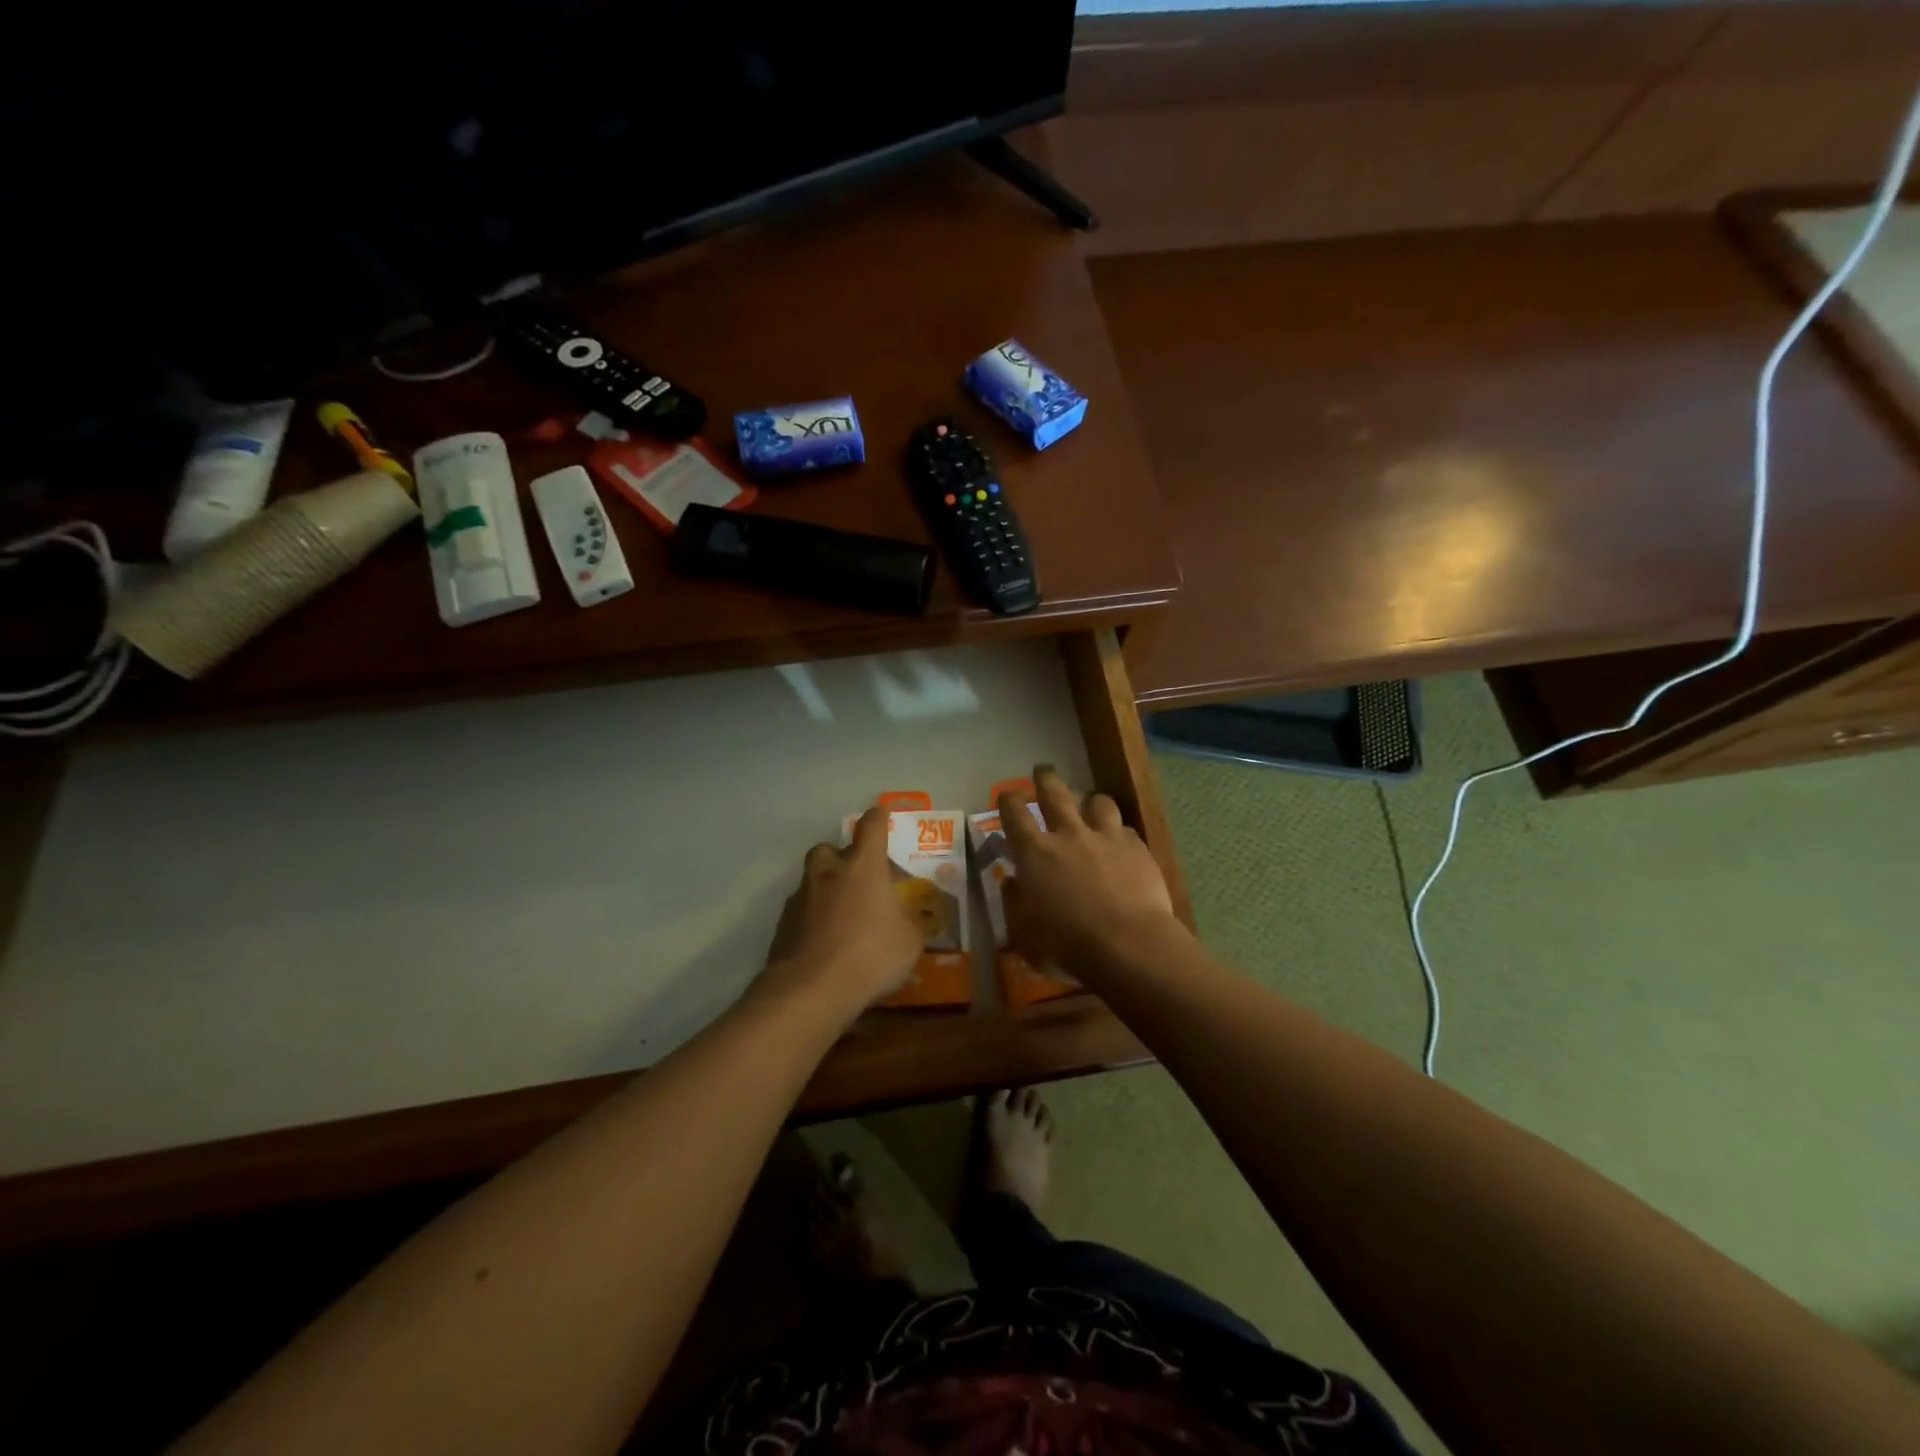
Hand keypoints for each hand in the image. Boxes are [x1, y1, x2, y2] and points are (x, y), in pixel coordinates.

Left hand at [759, 806, 920, 1020]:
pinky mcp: (782, 925)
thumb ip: (910, 923)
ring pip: (812, 880)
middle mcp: (828, 873)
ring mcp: (801, 898)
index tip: (882, 814)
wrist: (811, 990)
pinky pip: (801, 911)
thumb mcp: (910, 942)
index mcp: (863, 868)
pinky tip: (824, 941)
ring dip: (826, 889)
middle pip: (830, 849)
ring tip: (841, 915)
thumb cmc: (870, 956)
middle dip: (842, 857)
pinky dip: (812, 919)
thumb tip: (910, 919)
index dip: (878, 818)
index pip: (871, 827)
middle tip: (857, 878)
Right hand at [999, 767, 1179, 976]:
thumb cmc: (1067, 946)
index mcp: (1035, 853)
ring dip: (1091, 801)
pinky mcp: (1138, 848)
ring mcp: (1107, 837)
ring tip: (1091, 805)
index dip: (1008, 801)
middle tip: (1042, 770)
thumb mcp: (1024, 934)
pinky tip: (1121, 842)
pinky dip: (1119, 832)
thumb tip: (1012, 882)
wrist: (1130, 945)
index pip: (1014, 814)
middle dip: (1045, 778)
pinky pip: (1126, 829)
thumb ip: (1014, 903)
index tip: (1007, 795)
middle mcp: (1069, 834)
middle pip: (1055, 793)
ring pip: (1098, 802)